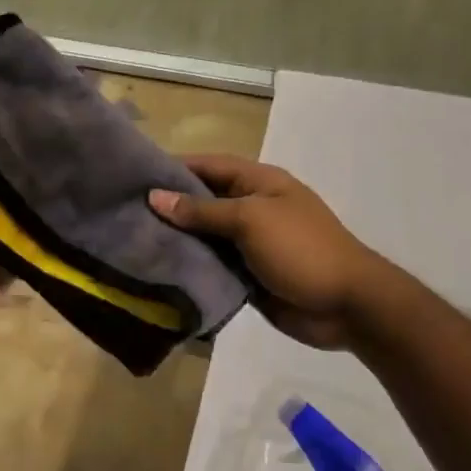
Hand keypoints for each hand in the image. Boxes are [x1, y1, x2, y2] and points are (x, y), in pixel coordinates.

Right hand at [149, 155, 384, 349]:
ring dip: (176, 239)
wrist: (346, 304)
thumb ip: (203, 210)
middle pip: (203, 201)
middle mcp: (251, 208)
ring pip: (205, 236)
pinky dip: (190, 267)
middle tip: (124, 213)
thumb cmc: (301, 249)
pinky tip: (158, 270)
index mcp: (259, 183)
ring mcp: (249, 244)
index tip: (134, 174)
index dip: (174, 166)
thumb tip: (156, 197)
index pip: (209, 165)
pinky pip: (213, 266)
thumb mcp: (251, 221)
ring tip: (132, 242)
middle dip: (169, 206)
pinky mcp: (247, 275)